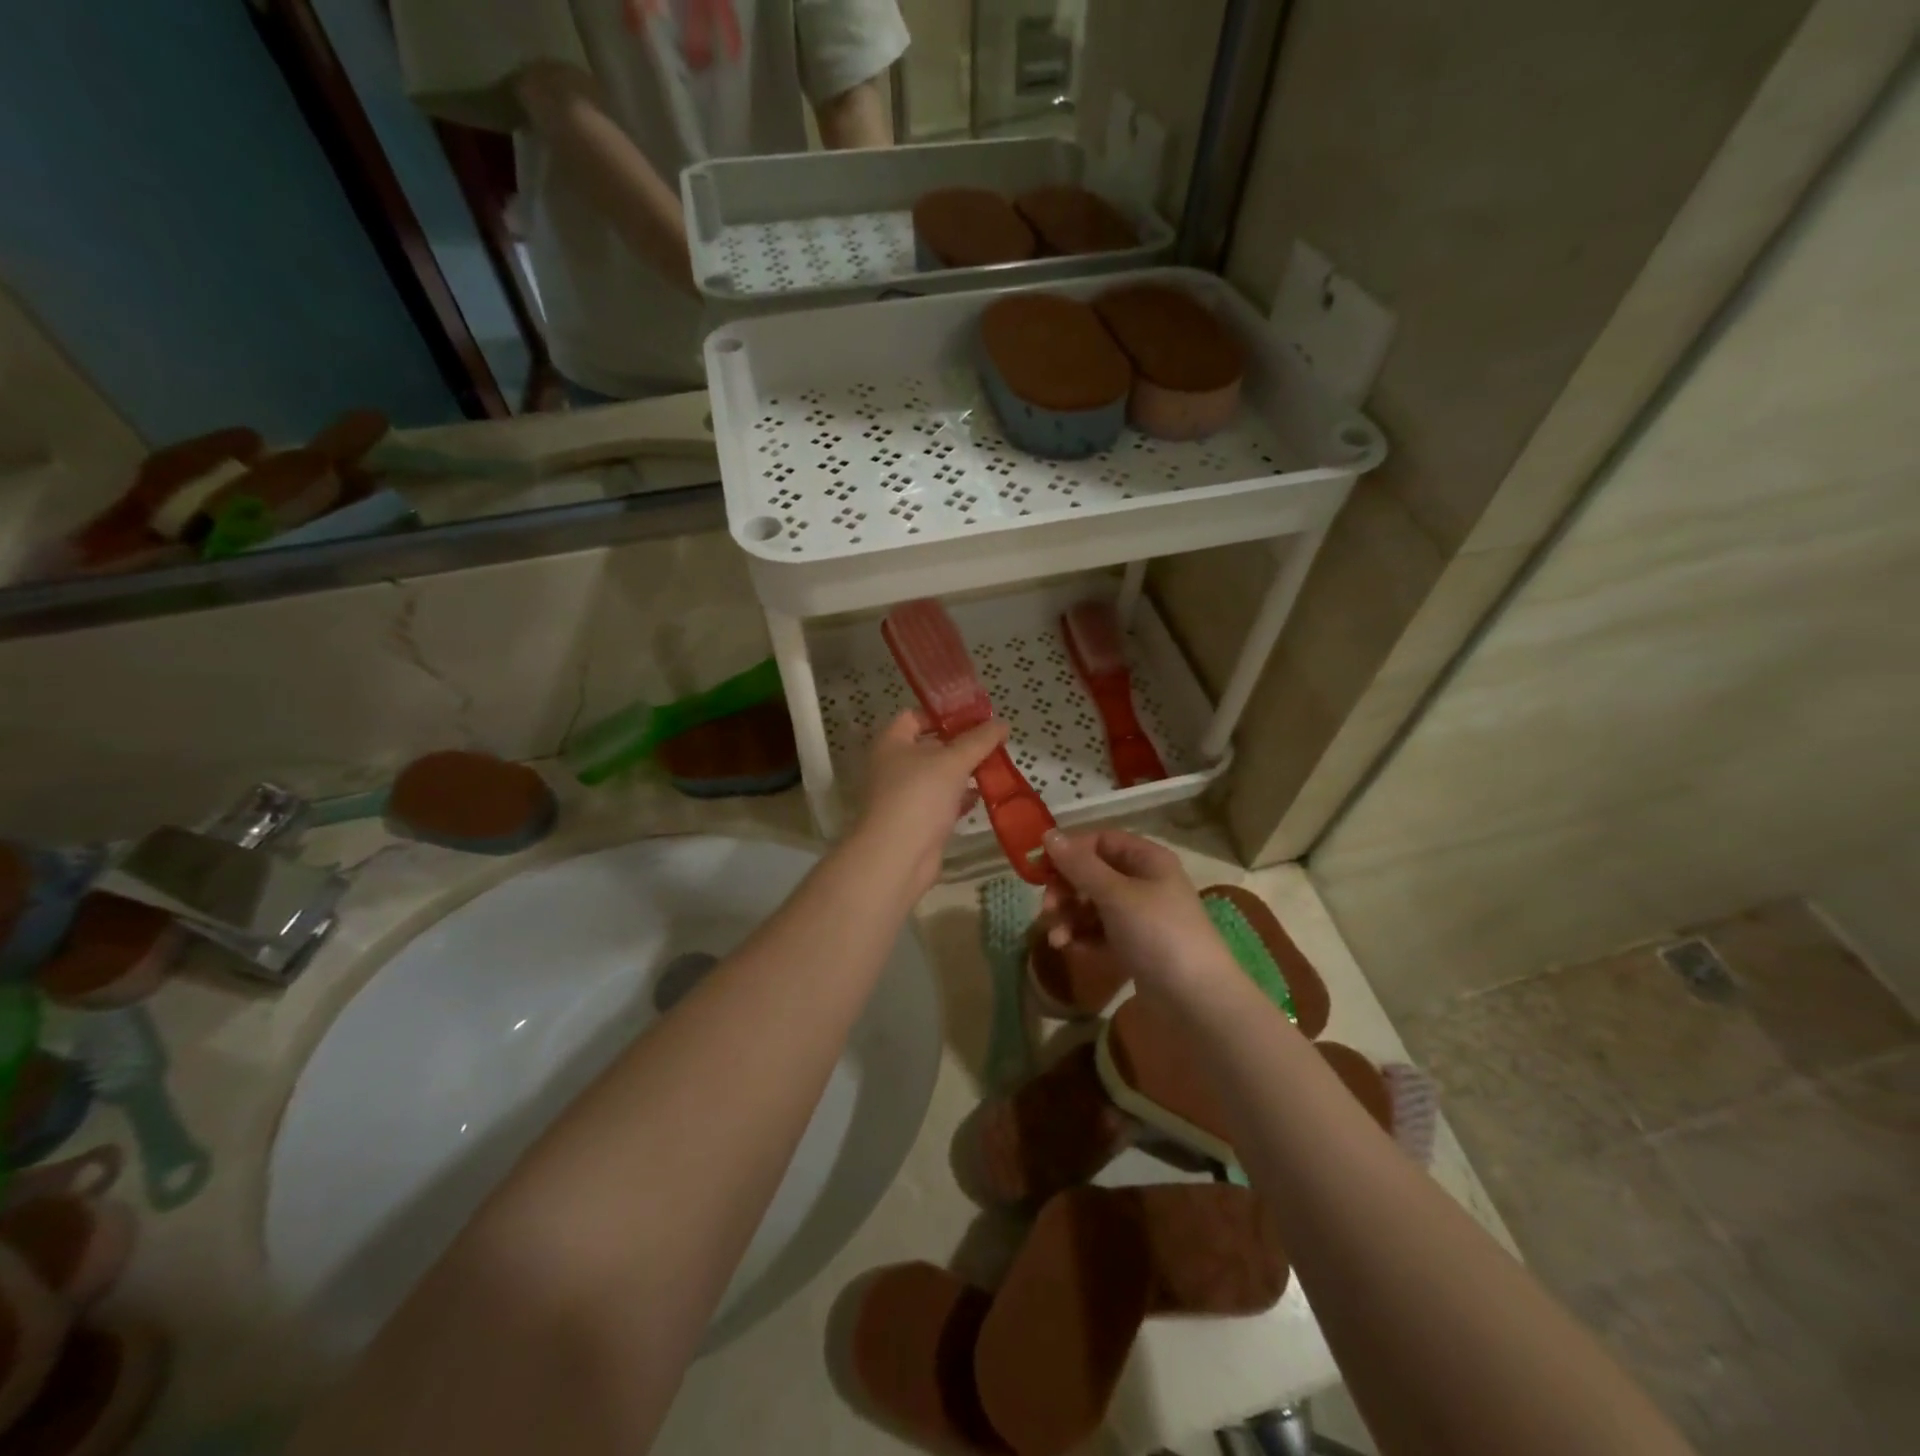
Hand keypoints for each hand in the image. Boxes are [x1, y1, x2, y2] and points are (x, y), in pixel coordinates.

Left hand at [854, 711, 1009, 894]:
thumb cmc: (920, 796)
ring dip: (964, 772)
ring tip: (995, 766)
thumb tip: (1002, 722)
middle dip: (961, 744)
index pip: (915, 716)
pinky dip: (960, 798)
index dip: (943, 713)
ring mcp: (904, 795)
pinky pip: (941, 802)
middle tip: (992, 741)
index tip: (975, 715)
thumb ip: (979, 740)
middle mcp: (893, 766)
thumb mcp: (954, 761)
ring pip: (938, 776)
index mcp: (892, 742)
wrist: (898, 856)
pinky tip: (982, 796)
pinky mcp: (916, 821)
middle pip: (929, 746)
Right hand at [1038, 830, 1237, 1000]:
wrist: (1197, 1002)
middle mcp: (1144, 882)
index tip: (1041, 871)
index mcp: (1147, 859)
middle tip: (1048, 910)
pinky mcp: (1135, 946)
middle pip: (1093, 873)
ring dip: (1069, 916)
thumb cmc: (1158, 935)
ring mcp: (1140, 916)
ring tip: (1057, 939)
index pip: (1100, 841)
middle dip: (1066, 889)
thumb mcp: (1116, 895)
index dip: (1070, 852)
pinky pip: (1100, 931)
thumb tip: (1047, 834)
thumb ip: (1079, 865)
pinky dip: (1082, 936)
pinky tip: (1069, 948)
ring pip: (1093, 904)